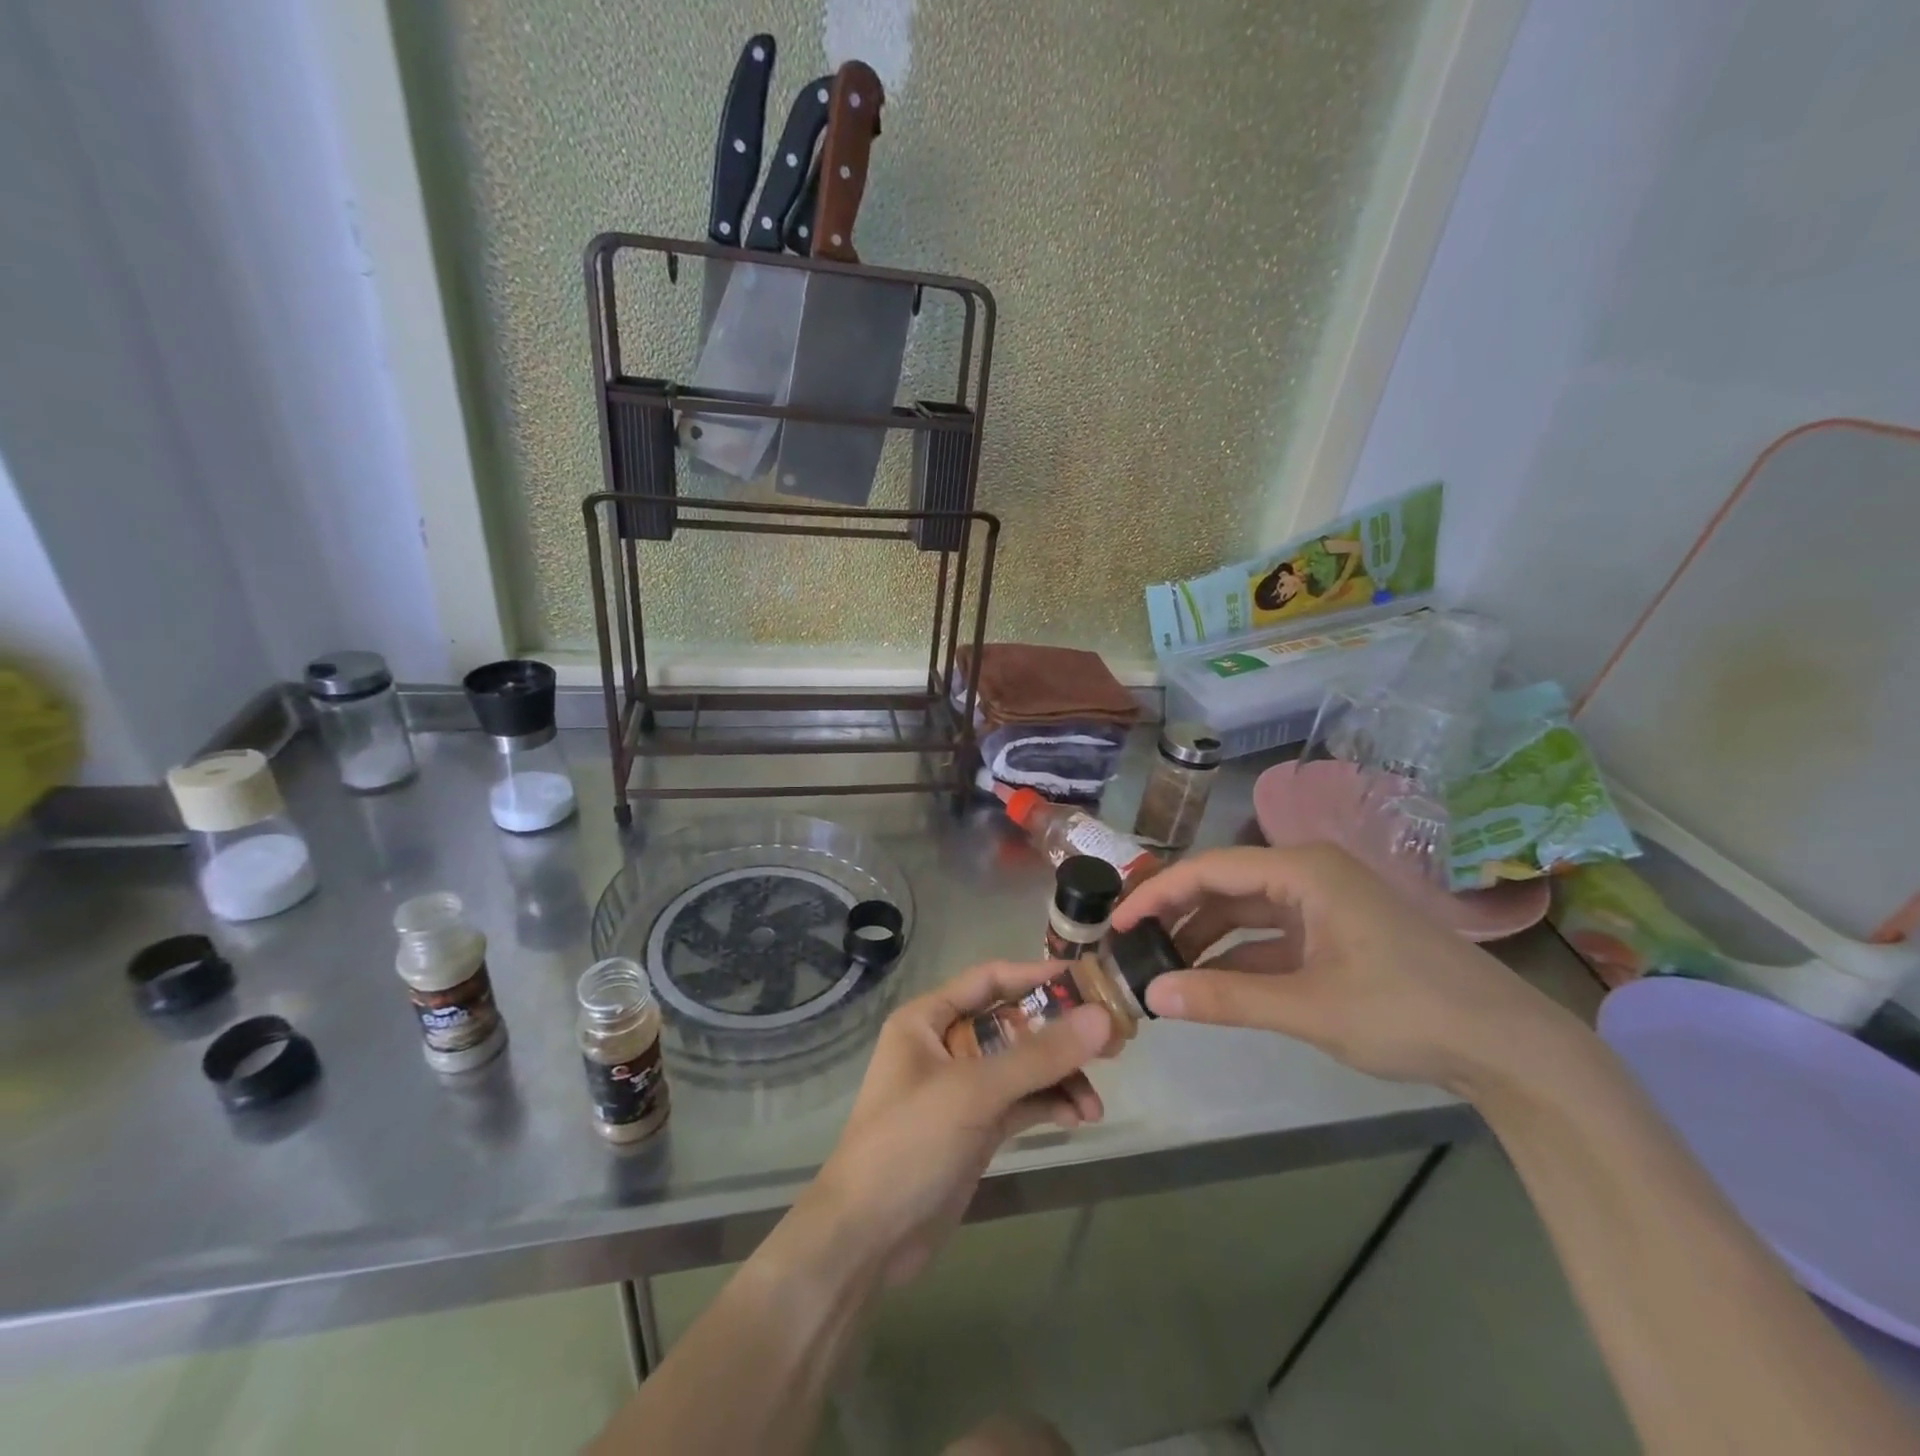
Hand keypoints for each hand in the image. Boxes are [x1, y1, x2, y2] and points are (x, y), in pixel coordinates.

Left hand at [807, 962, 1109, 1286]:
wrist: (867, 1238)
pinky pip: (1022, 1102)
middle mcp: (946, 1045)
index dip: (1037, 977)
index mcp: (928, 1019)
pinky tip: (1078, 1118)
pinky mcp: (976, 1127)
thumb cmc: (909, 1143)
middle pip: (1013, 1024)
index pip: (990, 980)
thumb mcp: (973, 1091)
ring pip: (1023, 1067)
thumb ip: (1038, 1055)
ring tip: (1095, 1103)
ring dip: (1060, 1078)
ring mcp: (962, 1088)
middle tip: (1112, 1042)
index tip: (1088, 983)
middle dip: (1060, 1034)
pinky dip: (1050, 1105)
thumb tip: (1101, 1018)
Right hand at [1110, 844, 1578, 1093]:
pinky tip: (1207, 981)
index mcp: (1303, 871)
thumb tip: (1152, 996)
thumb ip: (1225, 999)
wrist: (1510, 1049)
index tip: (1117, 925)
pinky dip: (1237, 957)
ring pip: (1245, 913)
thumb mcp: (1309, 1007)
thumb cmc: (1407, 1012)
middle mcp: (1308, 875)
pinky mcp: (1334, 935)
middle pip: (1224, 886)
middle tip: (1131, 948)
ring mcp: (1324, 905)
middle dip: (1176, 915)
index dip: (1157, 894)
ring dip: (1204, 938)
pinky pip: (1269, 937)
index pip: (1209, 869)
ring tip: (1161, 967)